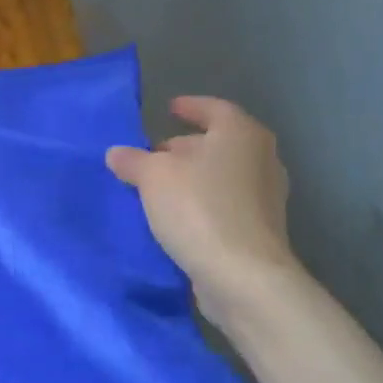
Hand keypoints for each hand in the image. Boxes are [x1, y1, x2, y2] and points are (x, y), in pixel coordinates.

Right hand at [105, 97, 300, 322]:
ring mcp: (265, 197)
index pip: (214, 108)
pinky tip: (175, 216)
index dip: (190, 107)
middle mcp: (261, 159)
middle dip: (184, 147)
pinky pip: (224, 205)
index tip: (168, 109)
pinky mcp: (259, 229)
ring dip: (191, 178)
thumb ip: (133, 161)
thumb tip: (116, 153)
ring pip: (221, 176)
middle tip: (153, 155)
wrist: (242, 275)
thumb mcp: (153, 177)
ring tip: (158, 188)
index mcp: (241, 134)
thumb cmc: (199, 209)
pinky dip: (201, 203)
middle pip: (218, 143)